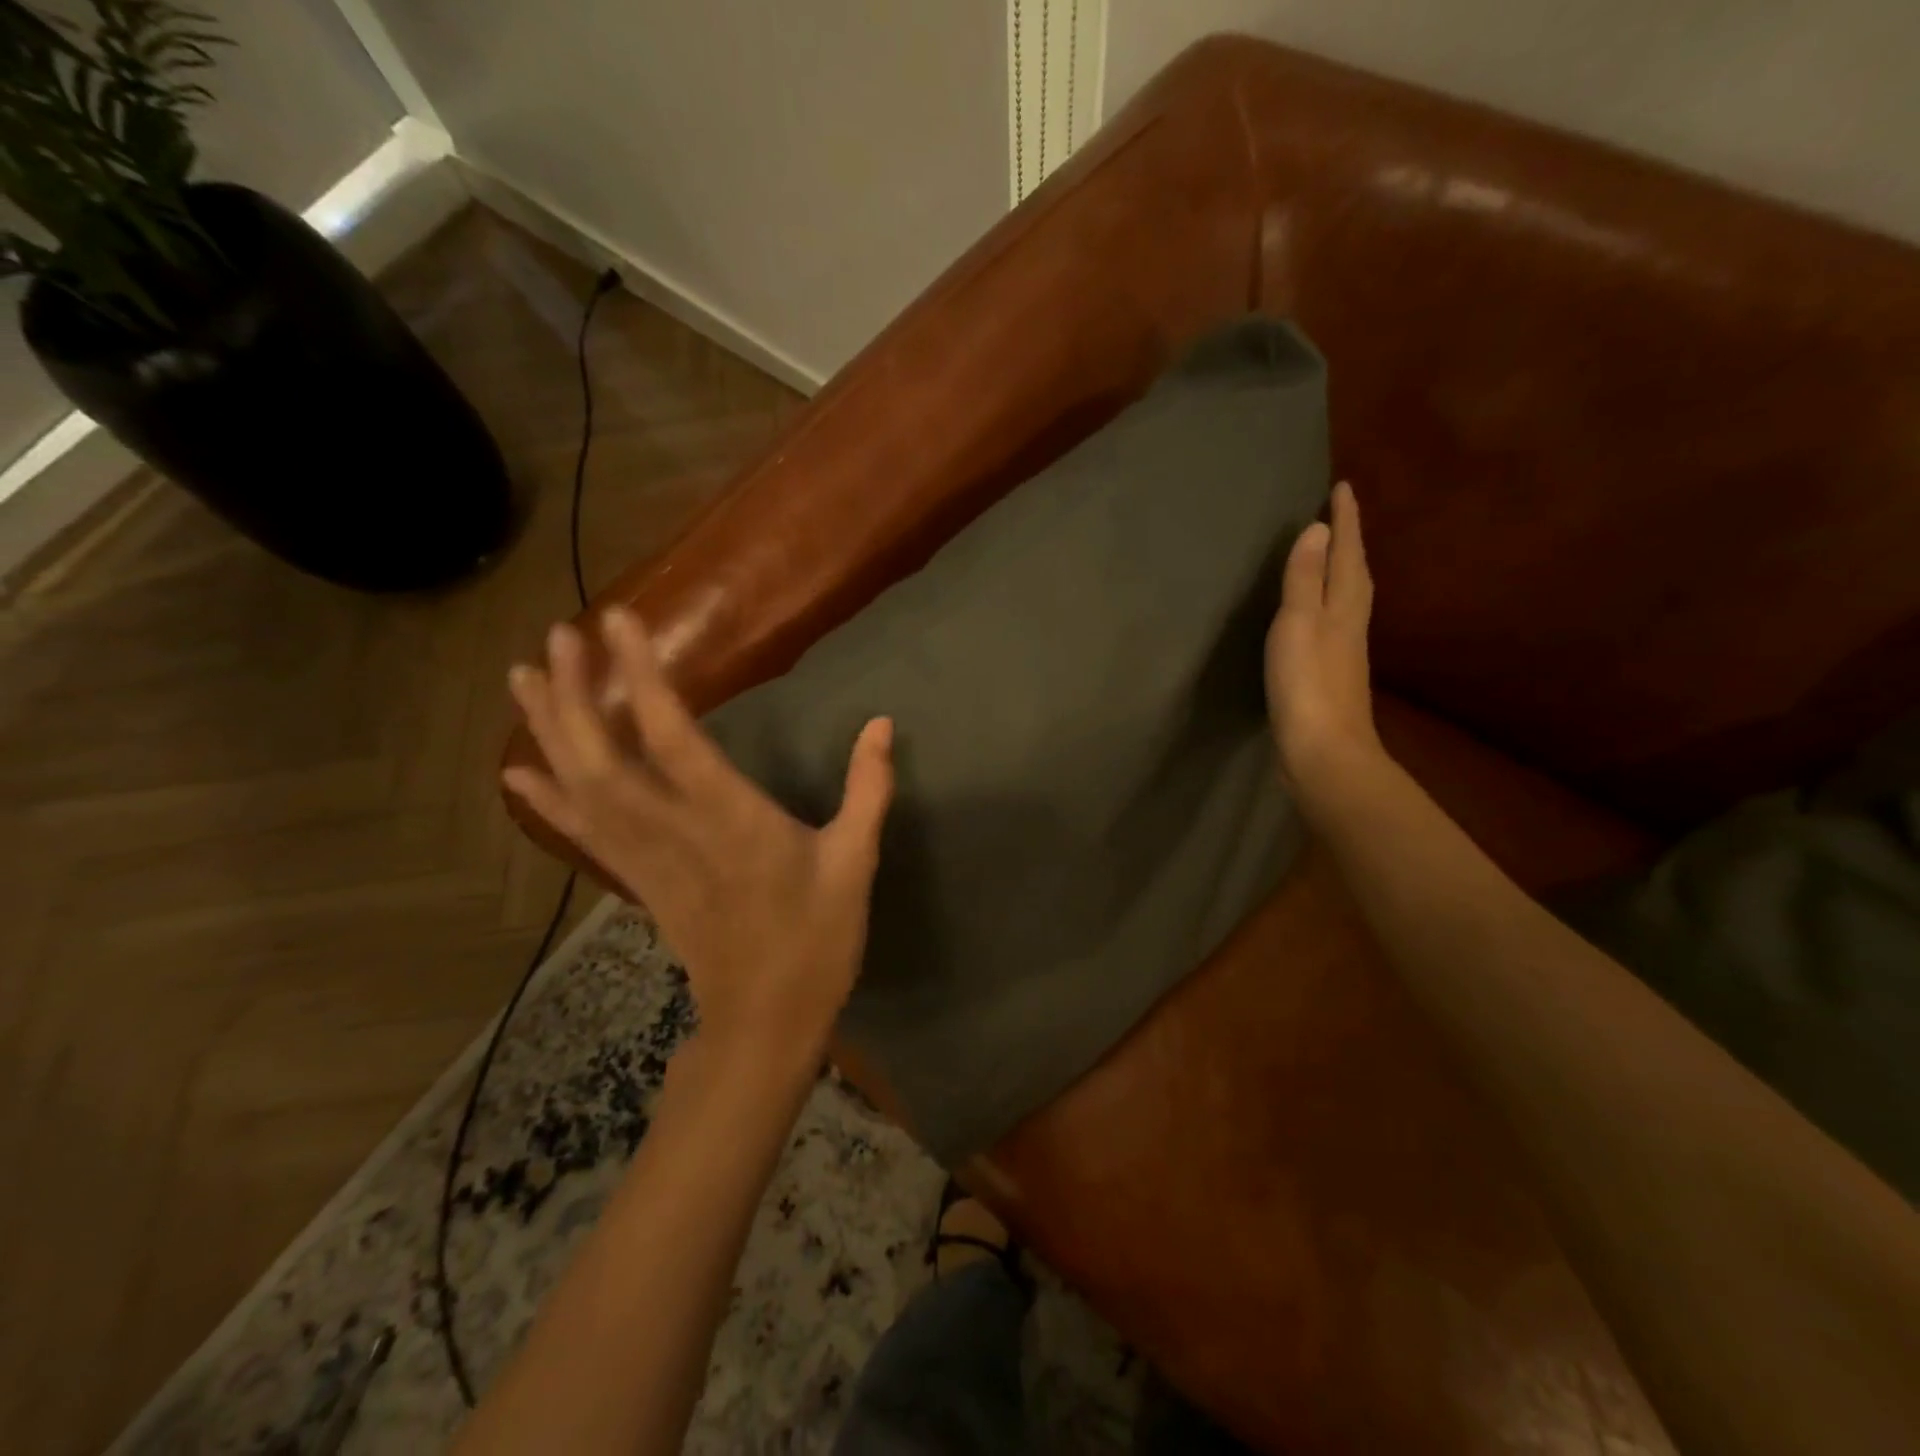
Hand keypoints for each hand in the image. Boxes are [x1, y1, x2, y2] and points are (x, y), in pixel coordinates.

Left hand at [504, 608, 893, 1064]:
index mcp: (732, 820)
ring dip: (549, 731)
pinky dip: (546, 799)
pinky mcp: (637, 882)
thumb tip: (882, 724)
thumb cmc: (817, 938)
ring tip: (522, 676)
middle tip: (558, 636)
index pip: (672, 736)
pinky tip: (518, 770)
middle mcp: (675, 832)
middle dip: (575, 694)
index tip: (619, 621)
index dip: (642, 676)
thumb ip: (868, 789)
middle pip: (604, 756)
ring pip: (582, 789)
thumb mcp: (855, 861)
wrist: (766, 1020)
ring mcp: (647, 860)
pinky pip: (582, 834)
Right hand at [1266, 481, 1385, 815]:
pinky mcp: (1331, 673)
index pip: (1347, 552)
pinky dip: (1329, 601)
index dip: (1346, 520)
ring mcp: (1344, 651)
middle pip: (1355, 572)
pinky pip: (1334, 620)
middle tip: (1339, 514)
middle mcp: (1352, 623)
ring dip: (1341, 570)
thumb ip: (1305, 578)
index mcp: (1345, 606)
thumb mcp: (1299, 624)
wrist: (1324, 750)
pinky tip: (1318, 613)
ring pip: (1347, 597)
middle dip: (1349, 541)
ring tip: (1330, 554)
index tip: (1342, 487)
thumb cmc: (1307, 684)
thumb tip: (1319, 529)